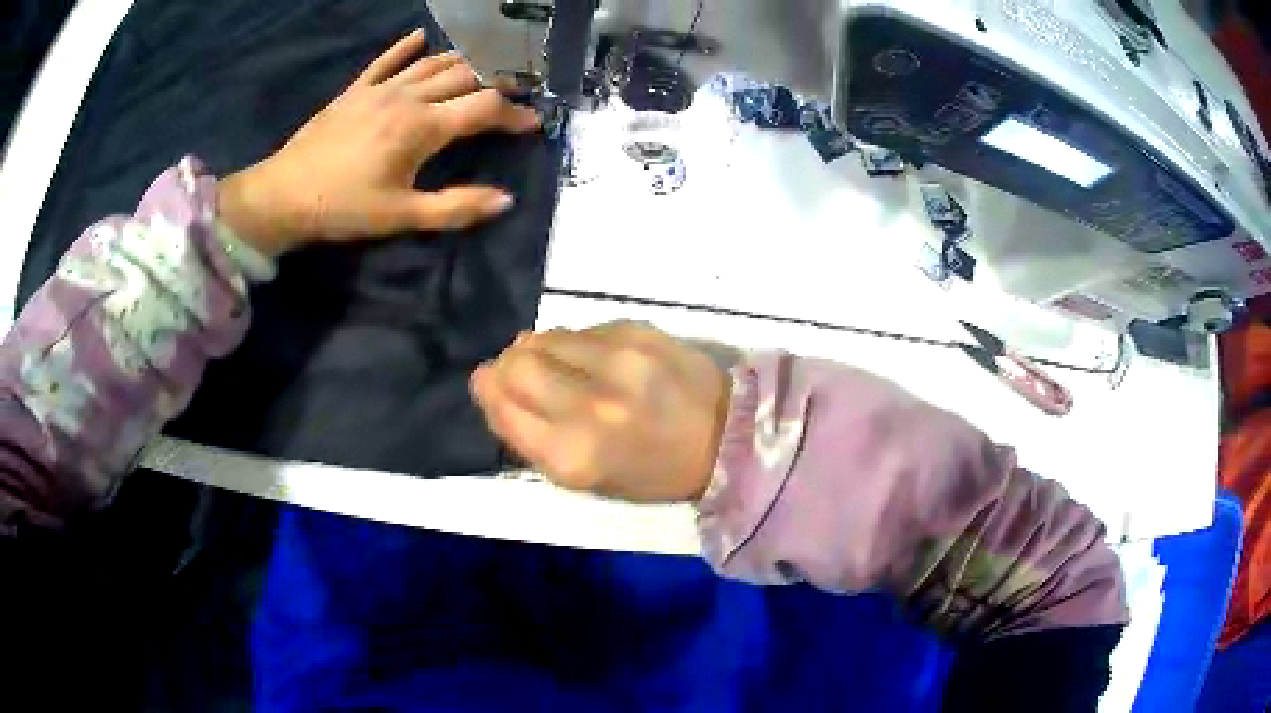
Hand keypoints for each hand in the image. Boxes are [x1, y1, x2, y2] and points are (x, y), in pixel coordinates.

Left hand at [219, 30, 540, 255]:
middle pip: (465, 77)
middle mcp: (408, 97)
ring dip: (463, 62)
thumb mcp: (401, 216)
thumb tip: (505, 200)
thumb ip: (455, 207)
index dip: (514, 114)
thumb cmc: (343, 208)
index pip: (484, 109)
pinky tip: (420, 37)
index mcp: (423, 127)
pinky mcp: (355, 90)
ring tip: (484, 68)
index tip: (533, 123)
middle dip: (497, 82)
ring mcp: (380, 89)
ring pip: (433, 63)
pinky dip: (406, 47)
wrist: (284, 196)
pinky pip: (386, 60)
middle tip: (516, 91)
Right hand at [470, 322, 732, 502]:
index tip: (495, 388)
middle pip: (515, 364)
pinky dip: (578, 342)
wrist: (727, 438)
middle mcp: (590, 406)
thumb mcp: (585, 480)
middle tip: (523, 372)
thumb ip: (530, 437)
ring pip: (544, 337)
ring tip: (566, 366)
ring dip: (542, 350)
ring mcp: (616, 362)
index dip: (491, 393)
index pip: (502, 406)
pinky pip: (582, 328)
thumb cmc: (651, 471)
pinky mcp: (639, 331)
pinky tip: (600, 359)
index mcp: (573, 456)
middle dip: (509, 366)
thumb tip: (493, 385)